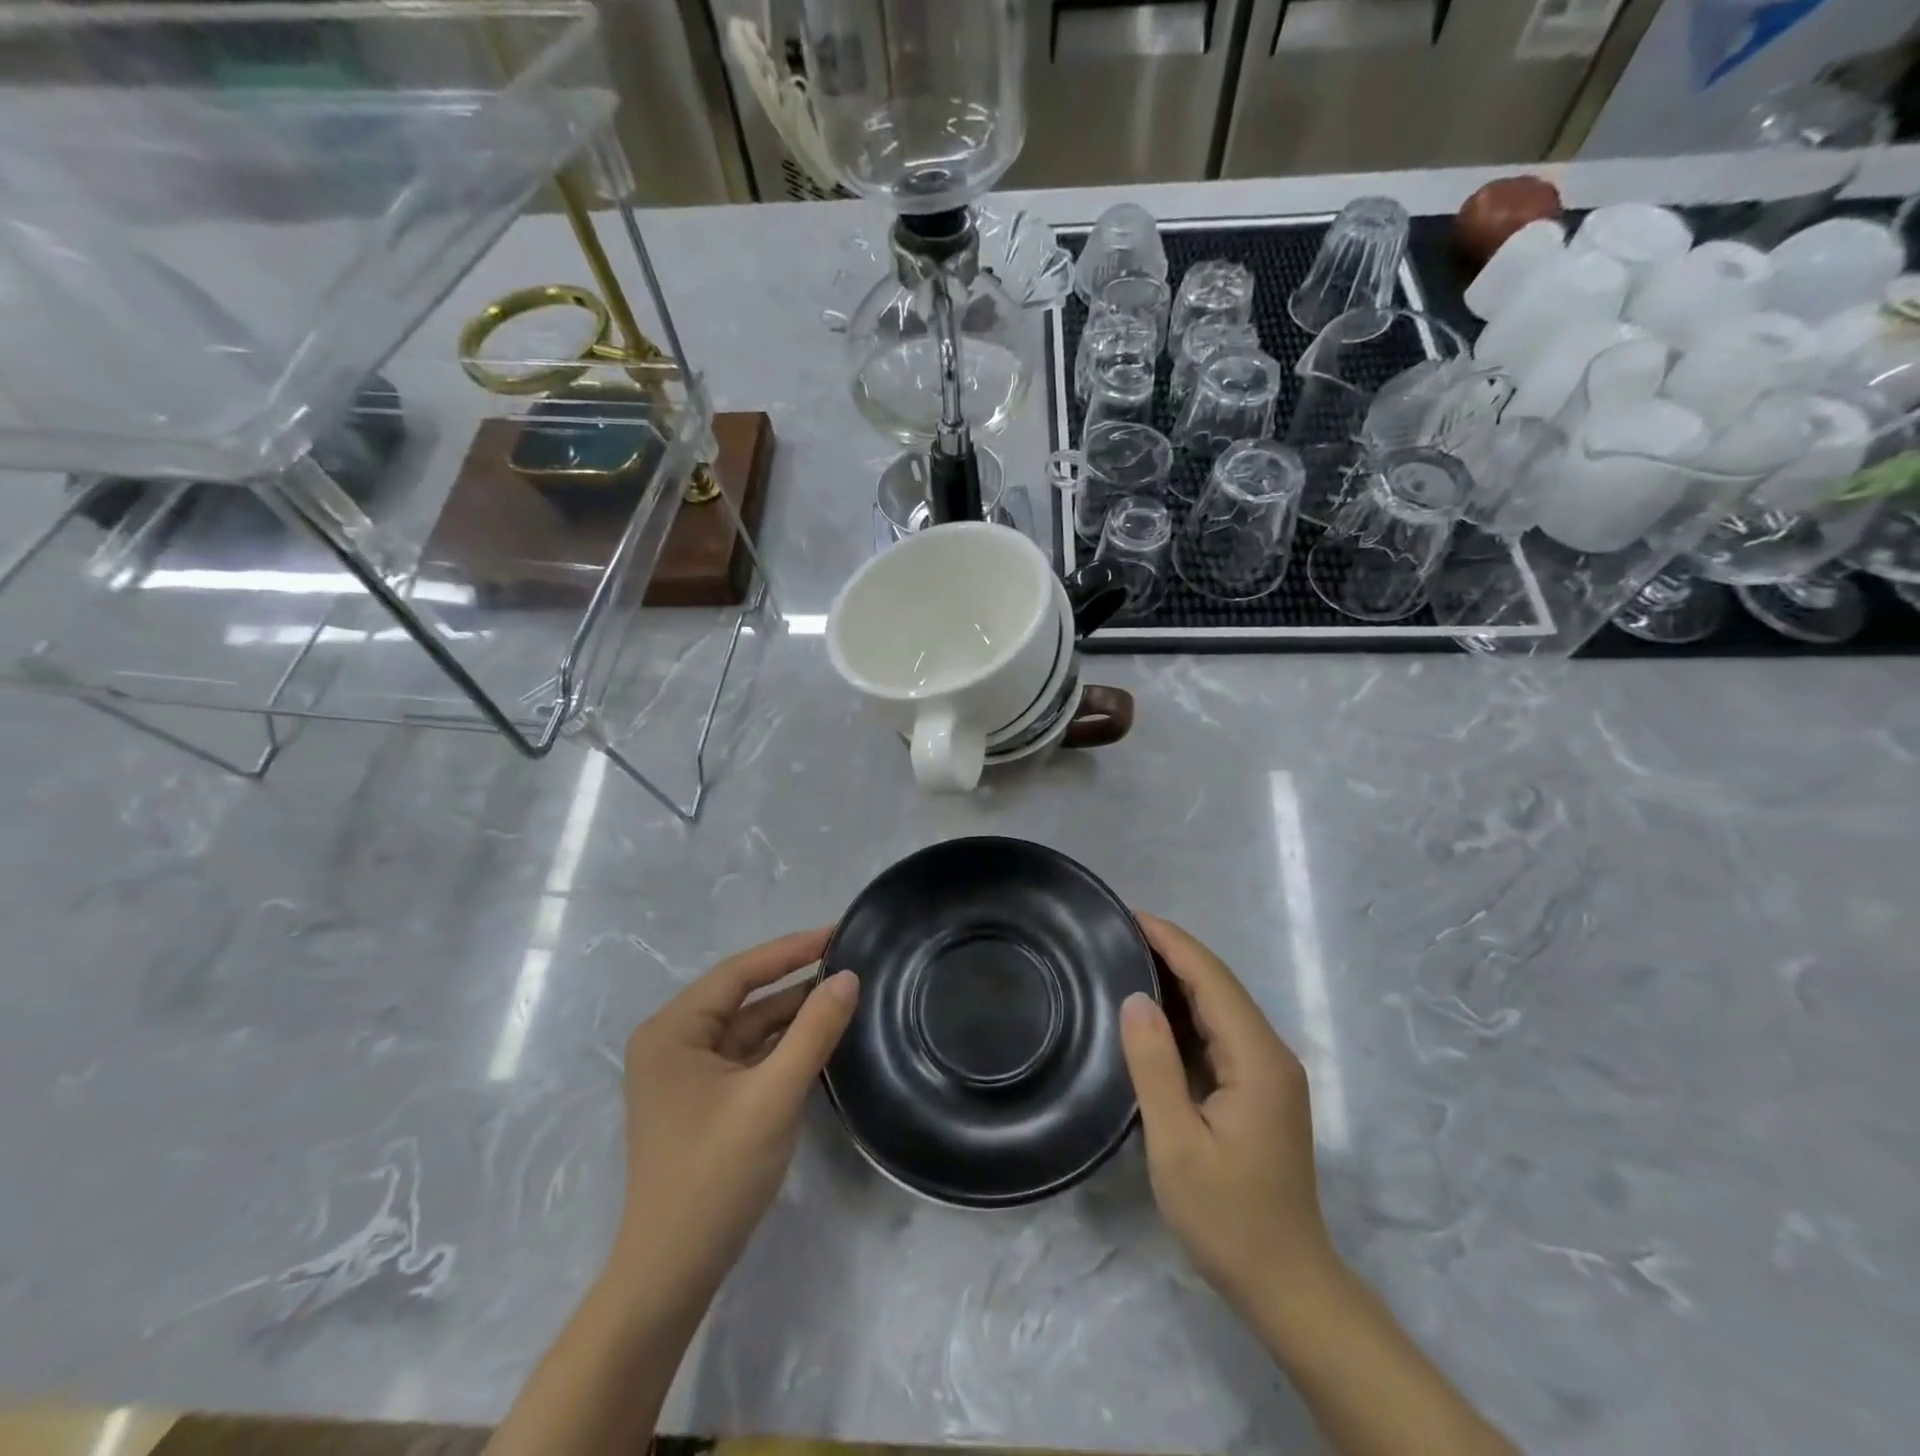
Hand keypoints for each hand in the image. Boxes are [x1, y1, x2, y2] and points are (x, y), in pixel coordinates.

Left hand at [612, 928, 857, 1316]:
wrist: (672, 1275)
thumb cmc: (714, 1177)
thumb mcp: (773, 1097)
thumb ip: (813, 1032)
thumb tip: (848, 977)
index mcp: (673, 1030)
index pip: (740, 972)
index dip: (791, 949)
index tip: (838, 932)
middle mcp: (672, 1042)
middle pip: (743, 997)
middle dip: (795, 981)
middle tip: (848, 962)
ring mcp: (684, 1074)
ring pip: (747, 1028)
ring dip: (792, 1014)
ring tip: (844, 995)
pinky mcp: (701, 1100)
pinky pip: (747, 1056)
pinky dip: (781, 1046)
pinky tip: (820, 1038)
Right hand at [1120, 913, 1332, 1321]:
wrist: (1287, 1284)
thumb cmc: (1228, 1217)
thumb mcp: (1177, 1144)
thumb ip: (1155, 1067)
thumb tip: (1135, 999)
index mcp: (1257, 1059)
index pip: (1212, 980)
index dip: (1172, 942)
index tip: (1129, 915)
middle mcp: (1271, 1054)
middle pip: (1219, 985)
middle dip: (1173, 951)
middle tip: (1117, 932)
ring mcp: (1270, 1073)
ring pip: (1221, 1006)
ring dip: (1179, 978)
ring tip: (1128, 957)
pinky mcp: (1261, 1090)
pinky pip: (1221, 1032)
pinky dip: (1187, 1011)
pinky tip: (1155, 1010)